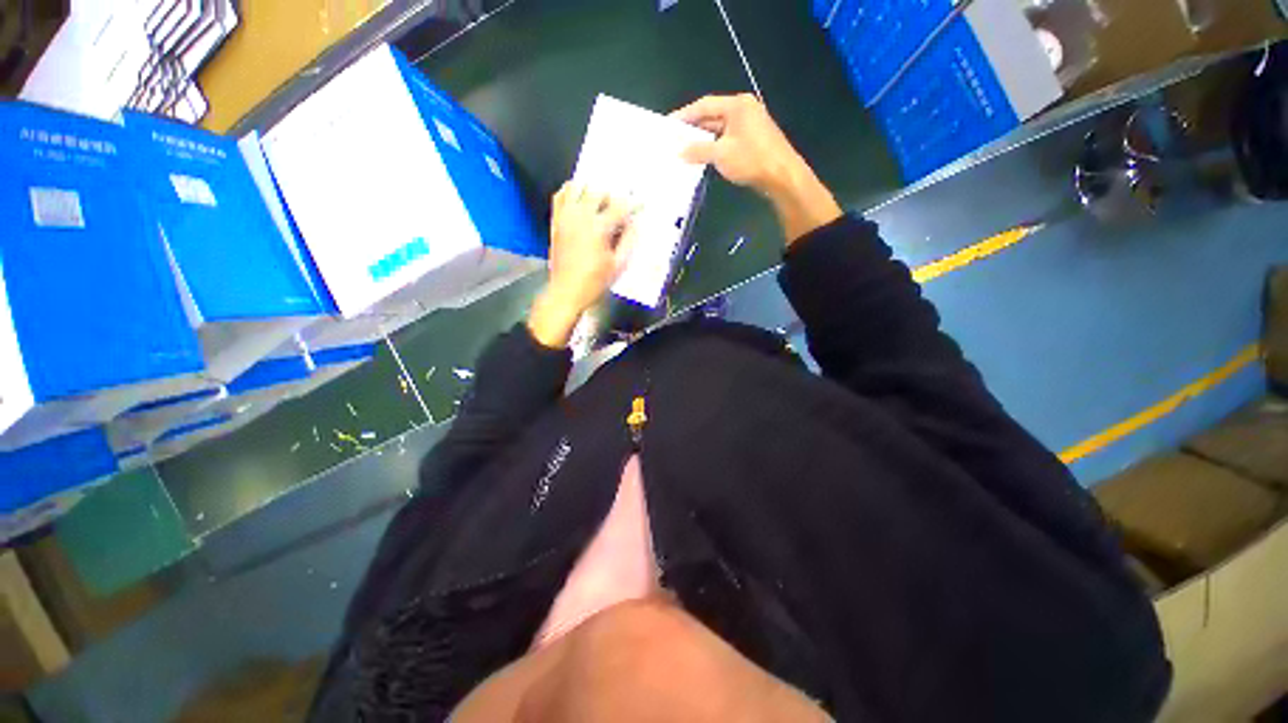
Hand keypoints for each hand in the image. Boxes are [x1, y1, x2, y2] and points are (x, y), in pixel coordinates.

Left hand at [528, 183, 636, 348]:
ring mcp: (566, 218)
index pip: (620, 206)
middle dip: (611, 195)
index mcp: (599, 228)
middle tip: (617, 205)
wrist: (565, 292)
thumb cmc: (594, 281)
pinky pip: (559, 197)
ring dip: (590, 189)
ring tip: (598, 197)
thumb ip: (629, 239)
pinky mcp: (556, 222)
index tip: (640, 205)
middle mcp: (581, 217)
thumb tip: (636, 223)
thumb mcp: (619, 264)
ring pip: (576, 188)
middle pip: (598, 191)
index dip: (633, 203)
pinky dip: (569, 191)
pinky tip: (578, 196)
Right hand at [671, 94, 841, 243]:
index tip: (666, 125)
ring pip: (721, 127)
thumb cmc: (753, 159)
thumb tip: (679, 152)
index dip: (683, 115)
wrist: (787, 180)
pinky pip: (730, 136)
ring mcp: (753, 123)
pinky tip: (704, 155)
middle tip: (673, 138)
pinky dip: (717, 144)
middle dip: (693, 127)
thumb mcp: (720, 154)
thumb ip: (696, 149)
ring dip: (704, 138)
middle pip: (713, 114)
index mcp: (738, 105)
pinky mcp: (757, 138)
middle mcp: (746, 109)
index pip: (703, 105)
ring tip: (684, 148)